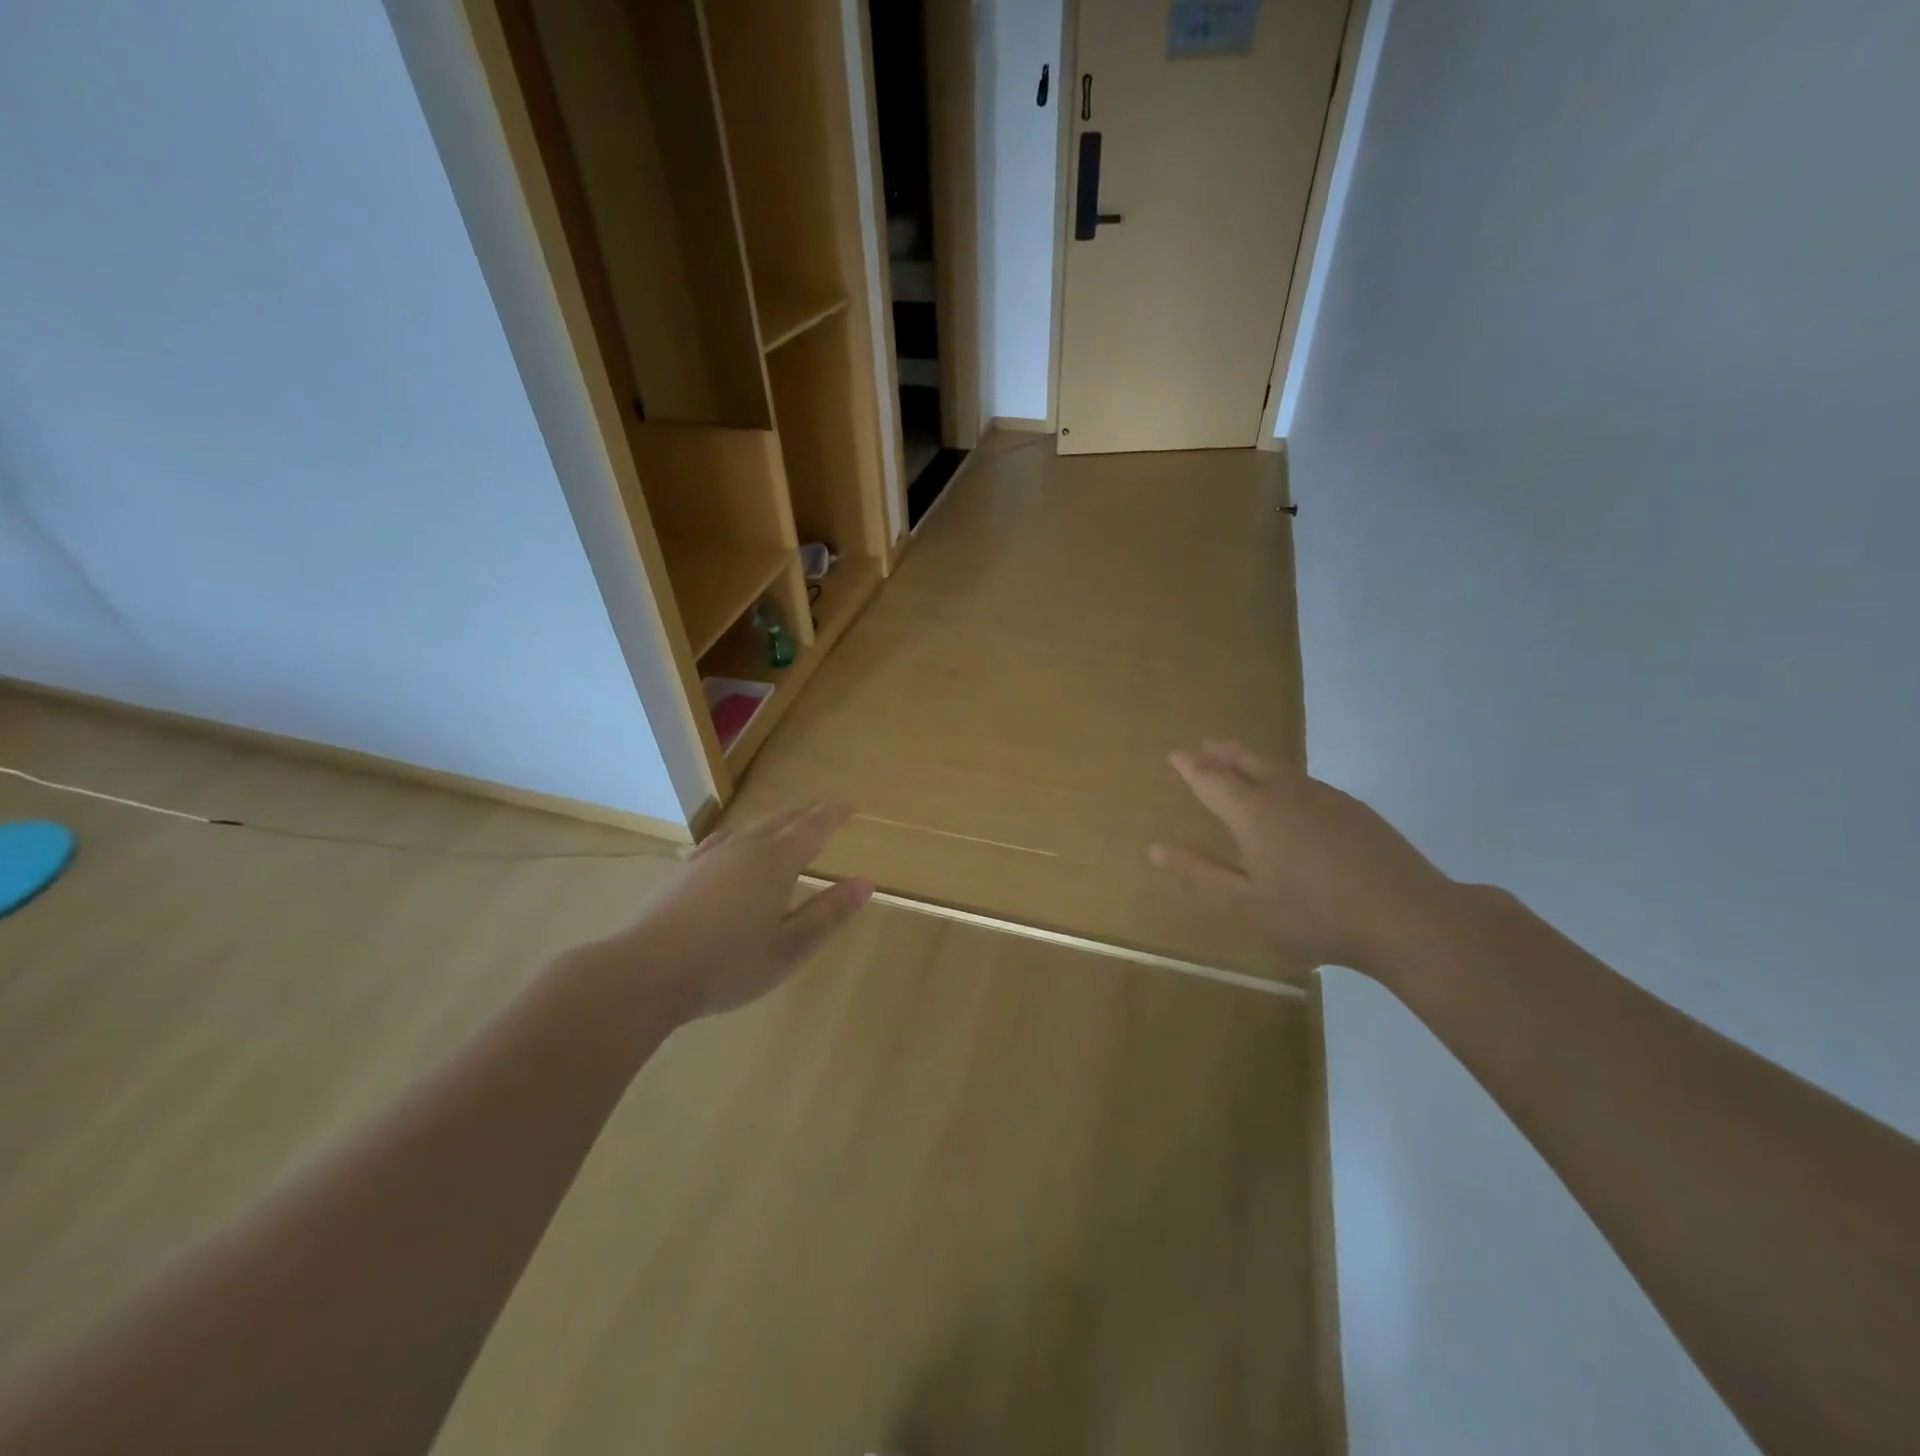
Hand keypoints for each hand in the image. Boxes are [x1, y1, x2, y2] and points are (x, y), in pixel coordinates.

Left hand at [573, 804, 874, 1026]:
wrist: (647, 971)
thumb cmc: (729, 964)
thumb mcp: (790, 947)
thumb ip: (829, 913)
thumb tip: (865, 883)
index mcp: (777, 862)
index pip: (813, 828)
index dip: (832, 816)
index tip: (848, 807)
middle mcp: (746, 848)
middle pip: (782, 821)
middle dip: (806, 814)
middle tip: (823, 810)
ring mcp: (711, 856)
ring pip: (751, 828)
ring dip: (775, 822)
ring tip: (785, 824)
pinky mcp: (685, 870)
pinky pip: (723, 840)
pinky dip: (742, 836)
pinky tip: (733, 844)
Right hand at [1149, 741, 1459, 976]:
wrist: (1407, 915)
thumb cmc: (1314, 914)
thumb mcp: (1245, 904)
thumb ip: (1200, 874)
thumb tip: (1157, 848)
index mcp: (1253, 812)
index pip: (1212, 779)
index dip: (1190, 766)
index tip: (1175, 755)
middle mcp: (1286, 793)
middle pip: (1248, 760)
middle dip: (1222, 752)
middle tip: (1205, 745)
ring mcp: (1324, 797)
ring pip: (1279, 766)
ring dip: (1253, 759)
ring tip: (1240, 759)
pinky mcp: (1354, 809)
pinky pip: (1305, 780)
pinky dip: (1283, 775)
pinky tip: (1290, 793)